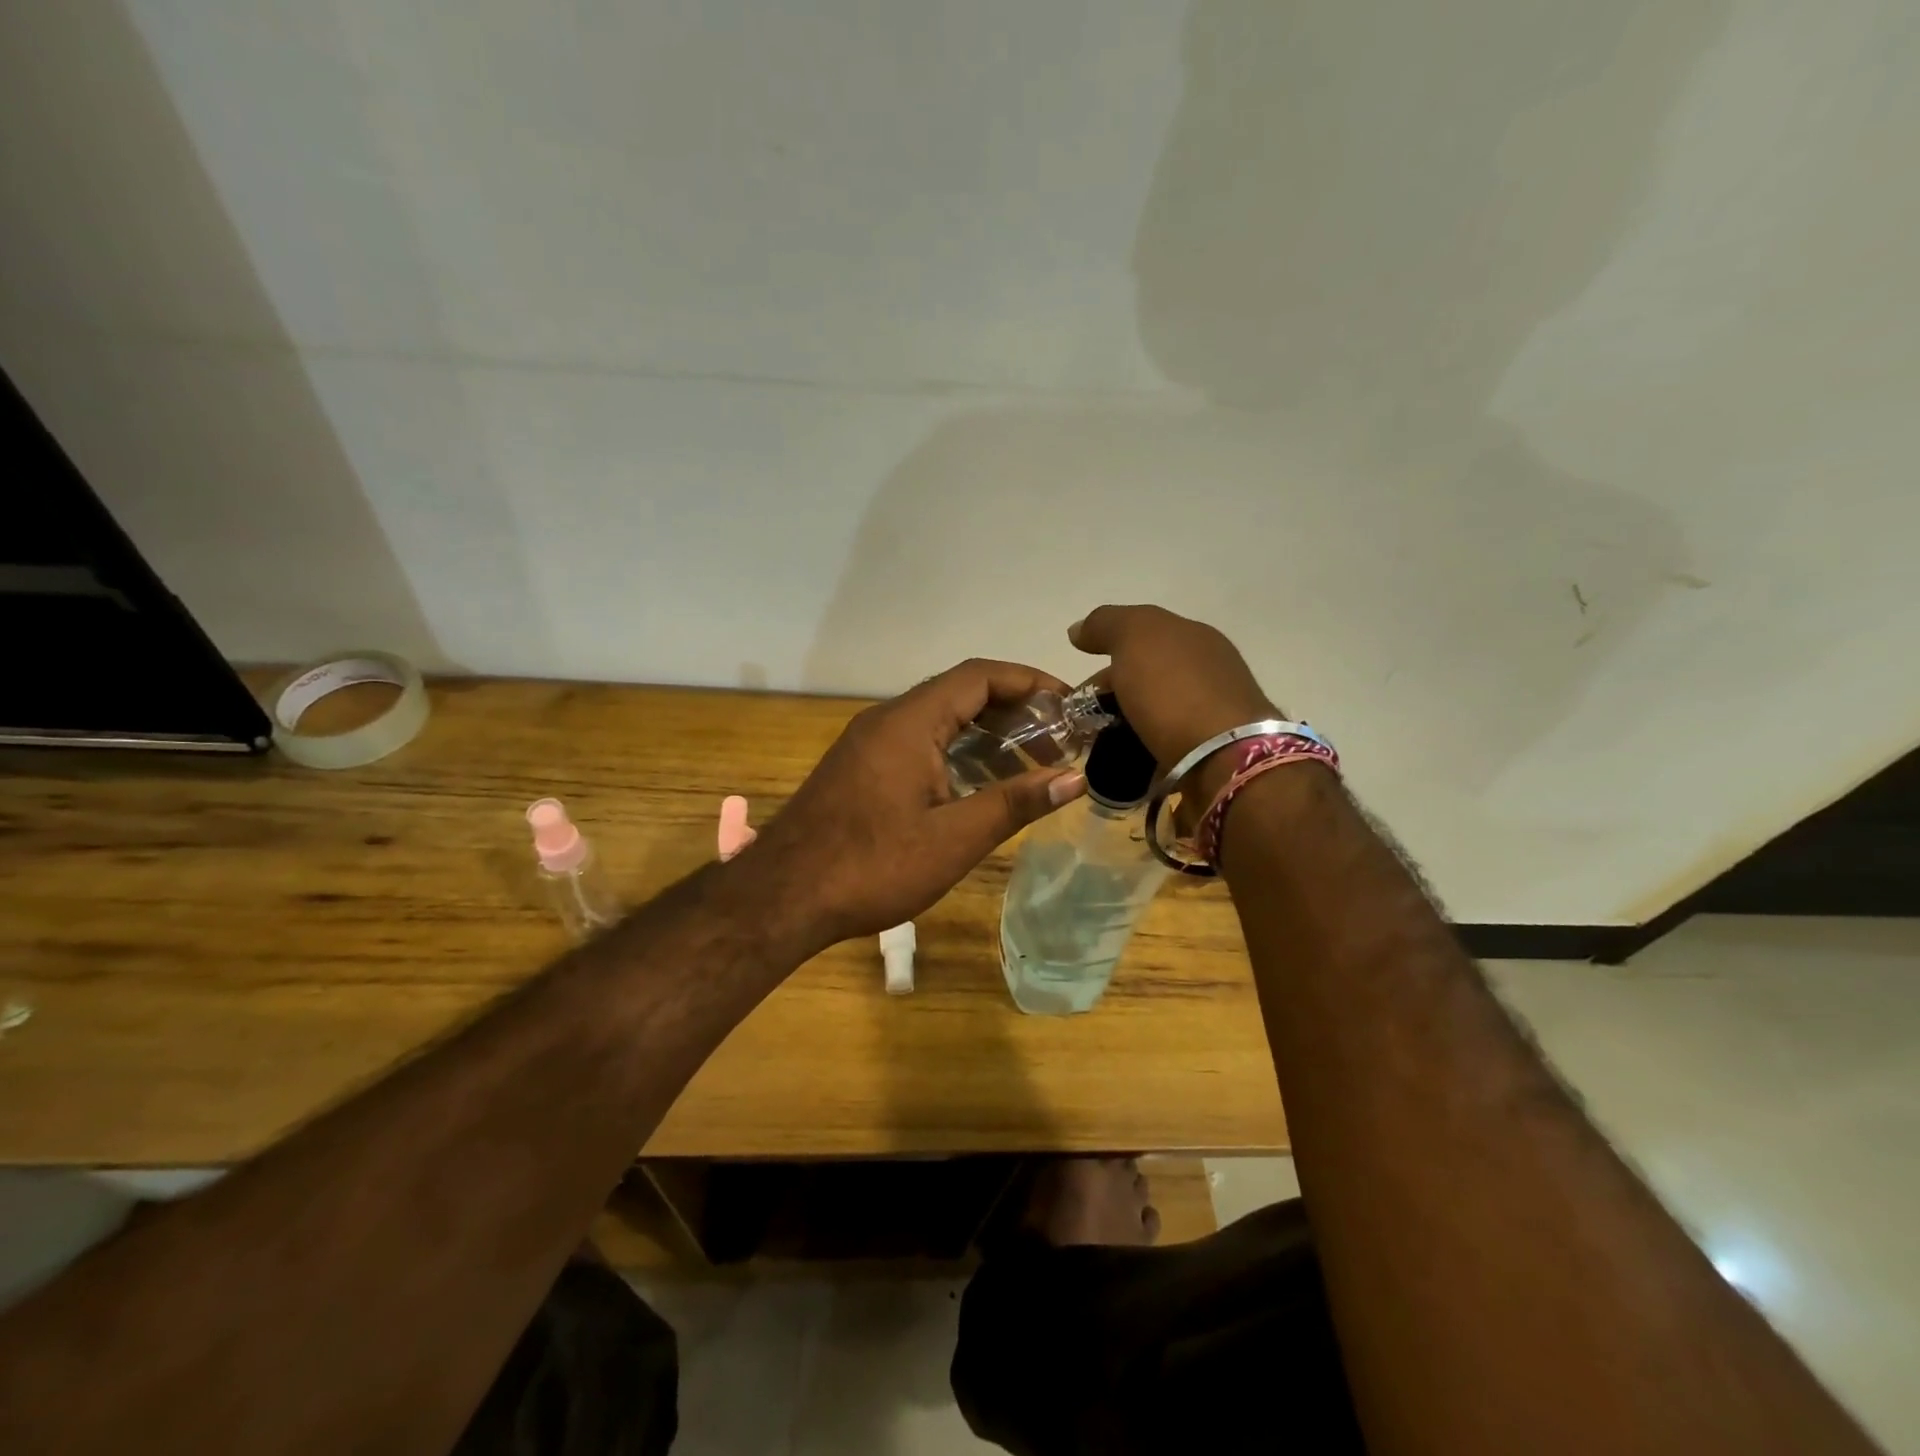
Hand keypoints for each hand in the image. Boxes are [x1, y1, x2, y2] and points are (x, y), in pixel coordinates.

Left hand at [745, 659, 1087, 953]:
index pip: (980, 676)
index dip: (1029, 681)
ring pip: (937, 719)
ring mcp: (867, 742)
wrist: (781, 897)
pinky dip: (955, 750)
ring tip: (1027, 761)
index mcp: (910, 722)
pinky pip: (916, 741)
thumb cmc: (872, 866)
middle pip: (959, 692)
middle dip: (1012, 709)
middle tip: (1057, 738)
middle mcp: (886, 719)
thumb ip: (1015, 803)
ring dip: (983, 732)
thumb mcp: (953, 839)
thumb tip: (1074, 778)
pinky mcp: (858, 767)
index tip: (1070, 703)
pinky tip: (976, 785)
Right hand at [1069, 605, 1278, 770]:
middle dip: (1115, 693)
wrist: (1224, 759)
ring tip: (1102, 745)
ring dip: (1129, 724)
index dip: (1106, 654)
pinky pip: (1168, 744)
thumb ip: (1106, 624)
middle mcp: (1209, 669)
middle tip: (1084, 719)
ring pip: (1157, 712)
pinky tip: (1131, 760)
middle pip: (1148, 676)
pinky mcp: (1214, 751)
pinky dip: (1146, 749)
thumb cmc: (1175, 691)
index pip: (1141, 636)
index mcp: (1194, 637)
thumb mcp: (1135, 638)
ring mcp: (1214, 712)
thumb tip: (1078, 629)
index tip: (1081, 686)